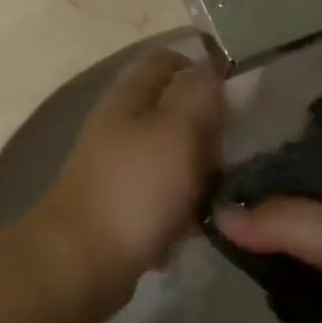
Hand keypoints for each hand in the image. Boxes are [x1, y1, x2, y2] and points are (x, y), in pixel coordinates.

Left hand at [33, 49, 223, 319]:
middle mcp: (120, 124)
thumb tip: (210, 66)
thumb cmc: (136, 188)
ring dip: (199, 169)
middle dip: (208, 125)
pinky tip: (198, 222)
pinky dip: (182, 205)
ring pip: (171, 153)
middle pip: (172, 108)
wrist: (83, 262)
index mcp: (129, 96)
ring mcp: (117, 166)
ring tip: (224, 187)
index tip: (239, 93)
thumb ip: (198, 91)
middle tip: (236, 147)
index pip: (167, 60)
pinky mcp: (122, 204)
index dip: (203, 67)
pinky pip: (163, 194)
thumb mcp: (177, 128)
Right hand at [217, 163, 321, 322]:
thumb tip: (219, 214)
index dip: (279, 152)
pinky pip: (321, 264)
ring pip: (316, 228)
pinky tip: (258, 268)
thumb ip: (281, 221)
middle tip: (222, 204)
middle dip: (273, 198)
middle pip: (316, 187)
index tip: (231, 164)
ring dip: (279, 235)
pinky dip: (293, 266)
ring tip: (230, 235)